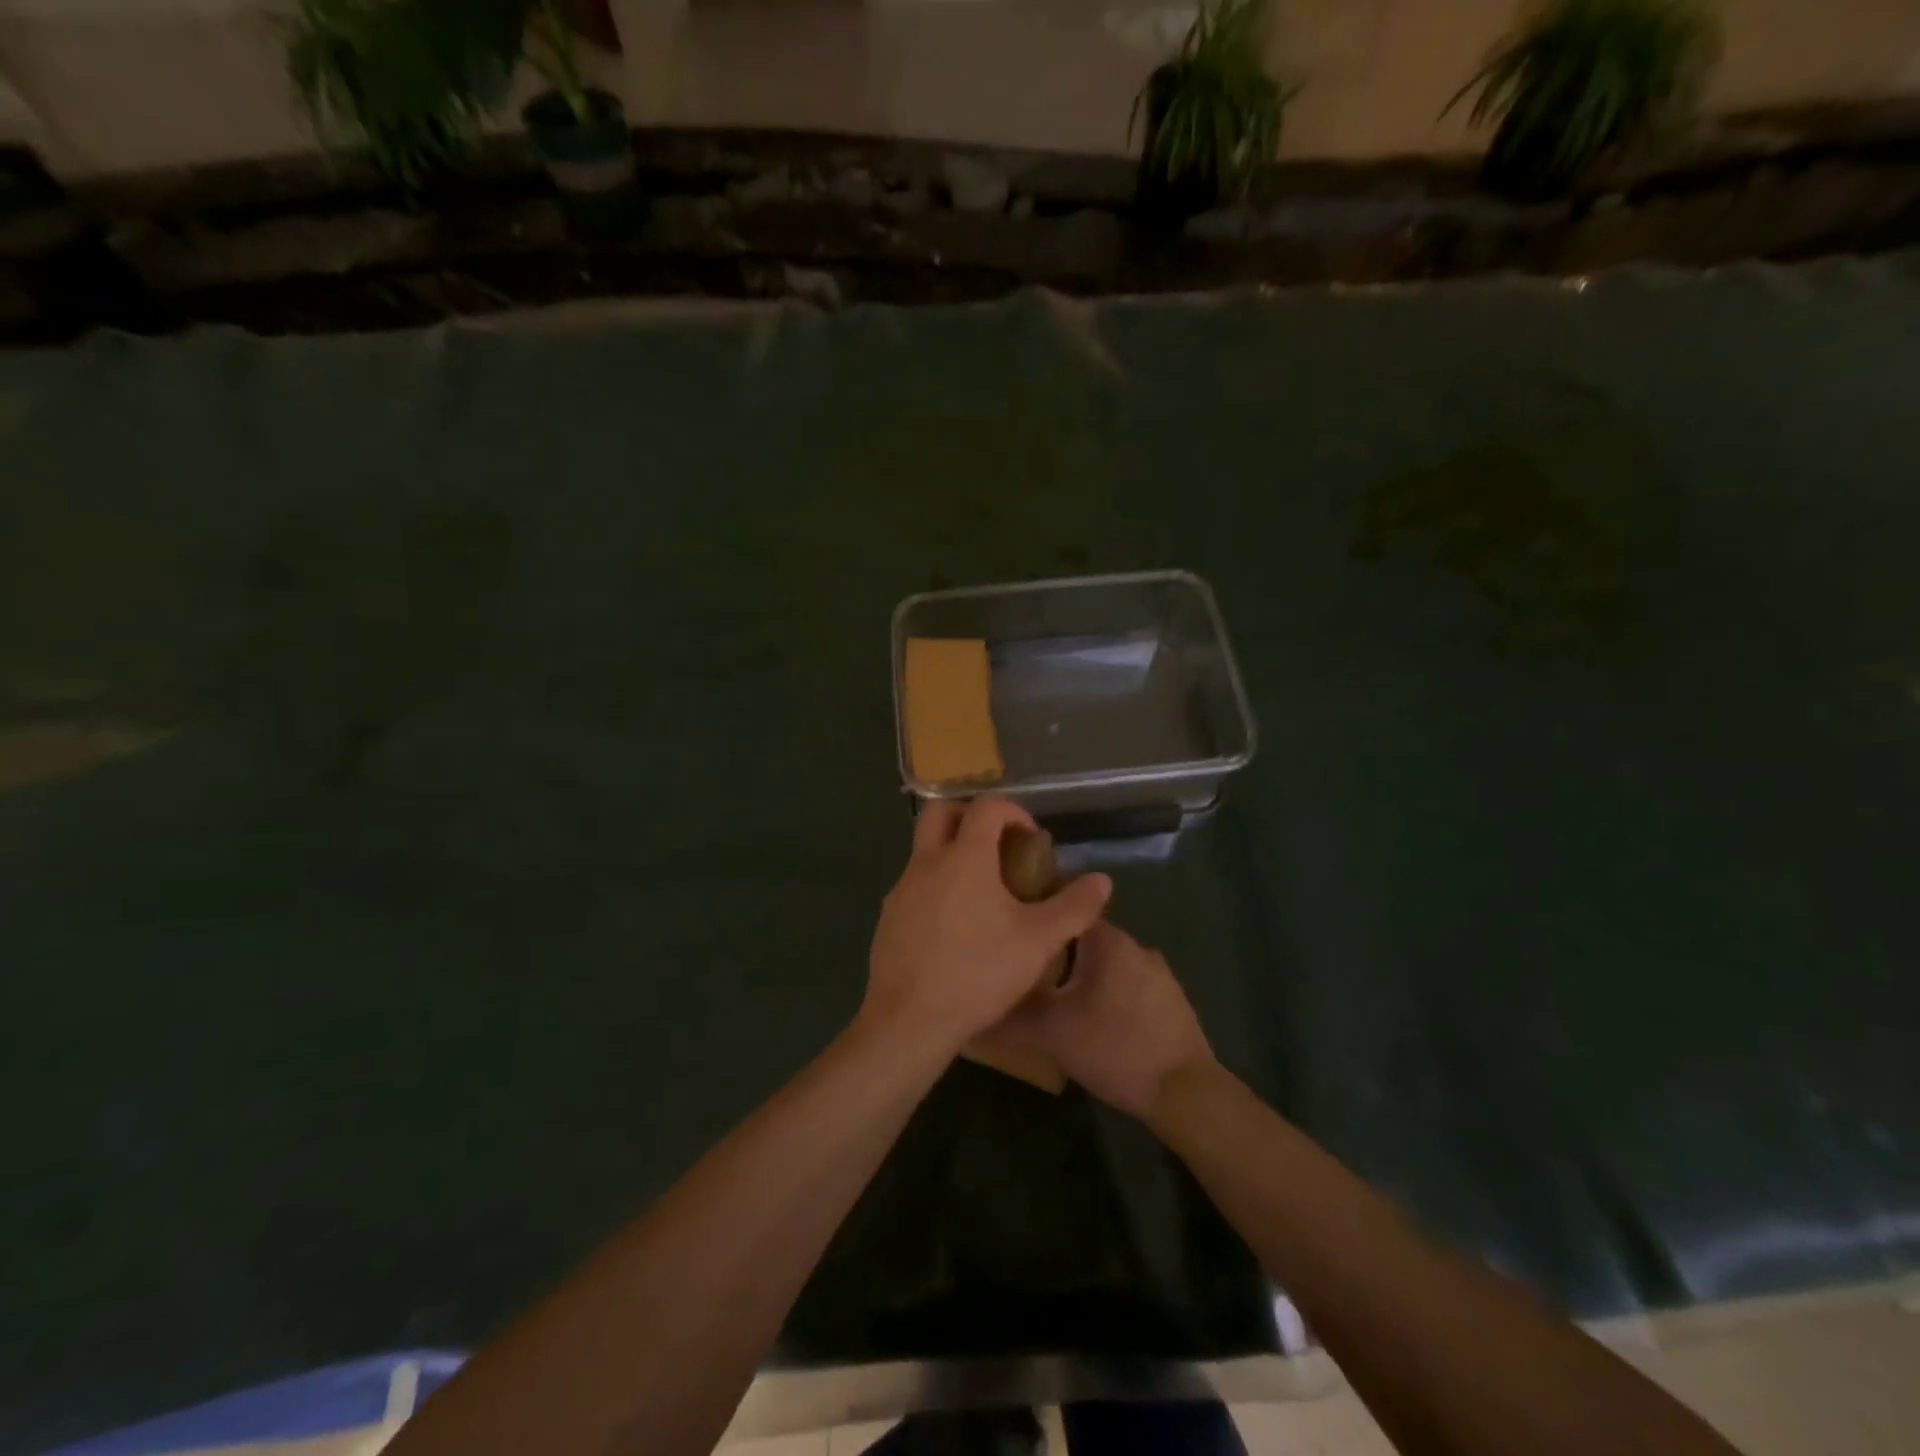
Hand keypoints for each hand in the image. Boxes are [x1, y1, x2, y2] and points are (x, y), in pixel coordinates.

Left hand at [863, 796, 1110, 1056]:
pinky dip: (937, 886)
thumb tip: (1102, 881)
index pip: (986, 806)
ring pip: (925, 850)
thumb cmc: (977, 973)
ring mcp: (901, 889)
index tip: (1031, 839)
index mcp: (964, 856)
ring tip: (983, 892)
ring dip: (952, 853)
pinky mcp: (888, 917)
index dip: (1013, 811)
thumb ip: (1073, 907)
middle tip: (998, 845)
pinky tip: (956, 927)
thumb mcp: (1038, 942)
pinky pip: (914, 885)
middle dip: (970, 816)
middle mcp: (926, 861)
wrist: (908, 1020)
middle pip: (940, 812)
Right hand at [1006, 920, 1214, 1118]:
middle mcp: (1135, 945)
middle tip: (1028, 976)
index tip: (1014, 936)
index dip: (1036, 922)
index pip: (1064, 911)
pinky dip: (1108, 994)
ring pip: (1107, 964)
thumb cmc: (1114, 1048)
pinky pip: (1127, 984)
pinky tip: (1095, 1022)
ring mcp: (1158, 972)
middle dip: (1056, 955)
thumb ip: (1013, 1013)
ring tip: (1057, 1001)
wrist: (1185, 1092)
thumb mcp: (1052, 1031)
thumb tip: (979, 1006)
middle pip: (1084, 939)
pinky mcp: (1171, 999)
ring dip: (1083, 977)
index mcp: (1108, 940)